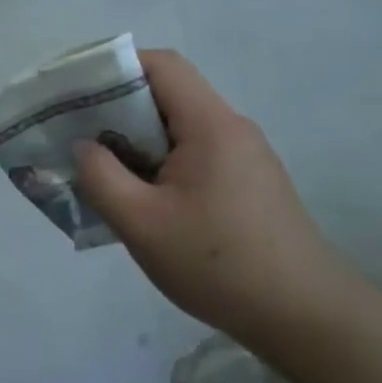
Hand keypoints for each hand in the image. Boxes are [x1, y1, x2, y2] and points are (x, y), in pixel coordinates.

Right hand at [74, 50, 354, 351]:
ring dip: (139, 144)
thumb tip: (84, 147)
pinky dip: (161, 166)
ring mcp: (245, 158)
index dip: (115, 69)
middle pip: (169, 96)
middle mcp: (232, 129)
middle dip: (119, 112)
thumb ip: (101, 177)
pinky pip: (195, 157)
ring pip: (180, 131)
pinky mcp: (250, 185)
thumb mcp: (141, 223)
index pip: (161, 65)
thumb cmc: (217, 264)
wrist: (303, 316)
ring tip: (104, 175)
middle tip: (79, 139)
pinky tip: (144, 203)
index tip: (78, 96)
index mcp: (210, 125)